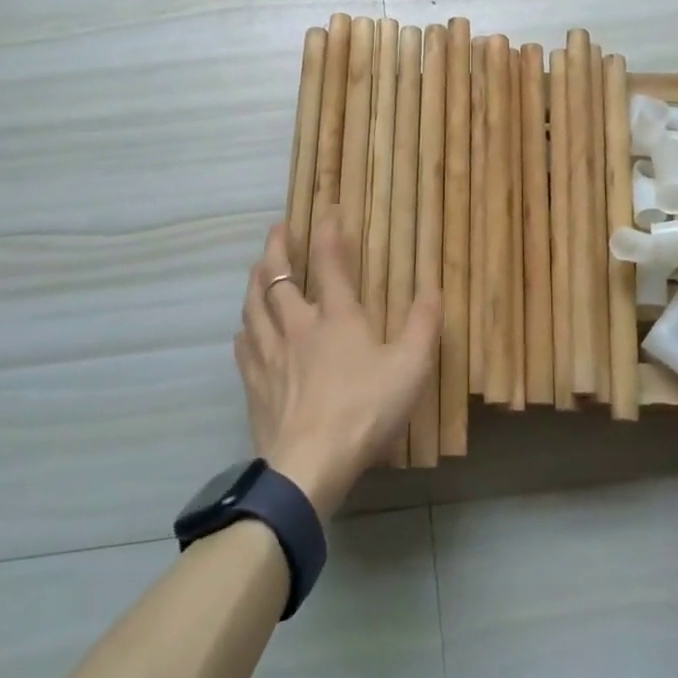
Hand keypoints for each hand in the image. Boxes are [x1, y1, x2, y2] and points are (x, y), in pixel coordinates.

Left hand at [234, 208, 440, 517]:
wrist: (309, 466)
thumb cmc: (365, 411)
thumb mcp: (410, 368)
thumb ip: (424, 325)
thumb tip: (433, 287)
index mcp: (336, 317)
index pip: (329, 263)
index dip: (328, 233)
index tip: (328, 211)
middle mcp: (297, 326)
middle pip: (278, 277)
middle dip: (278, 248)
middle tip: (278, 228)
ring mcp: (271, 356)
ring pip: (254, 306)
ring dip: (256, 280)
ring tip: (258, 267)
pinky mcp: (255, 385)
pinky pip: (244, 346)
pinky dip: (245, 329)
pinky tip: (245, 331)